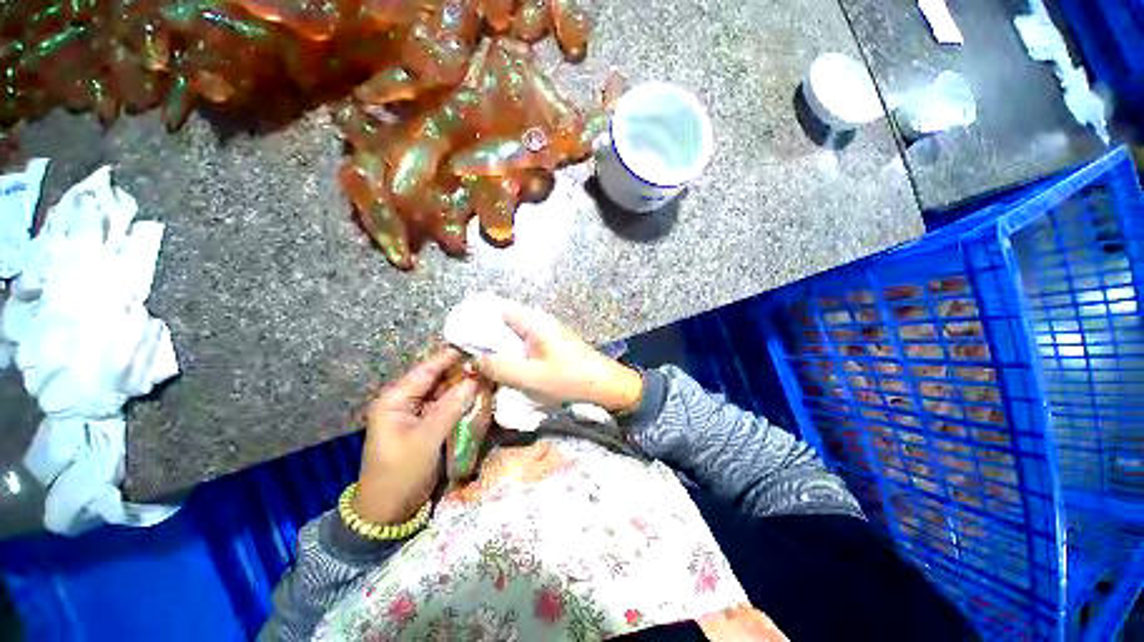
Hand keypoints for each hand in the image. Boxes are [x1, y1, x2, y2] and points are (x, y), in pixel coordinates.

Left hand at [355, 348, 484, 523]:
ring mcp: (418, 414)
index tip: (474, 345)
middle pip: (437, 379)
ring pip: (444, 392)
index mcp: (395, 400)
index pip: (425, 371)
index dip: (449, 357)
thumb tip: (474, 380)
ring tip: (488, 374)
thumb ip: (451, 407)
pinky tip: (480, 394)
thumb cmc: (400, 474)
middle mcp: (405, 402)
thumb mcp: (425, 439)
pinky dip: (462, 401)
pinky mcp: (428, 425)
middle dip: (461, 371)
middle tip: (488, 361)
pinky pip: (447, 407)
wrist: (389, 512)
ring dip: (464, 386)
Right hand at [475, 300, 643, 412]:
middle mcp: (538, 320)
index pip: (496, 307)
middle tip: (463, 352)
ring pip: (512, 332)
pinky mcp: (549, 343)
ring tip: (478, 360)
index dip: (475, 316)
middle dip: (483, 333)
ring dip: (496, 344)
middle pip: (502, 319)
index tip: (456, 333)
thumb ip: (500, 367)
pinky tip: (503, 365)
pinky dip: (510, 350)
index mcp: (533, 321)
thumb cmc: (571, 379)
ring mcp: (545, 331)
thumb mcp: (532, 377)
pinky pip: (522, 342)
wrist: (607, 385)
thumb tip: (473, 359)